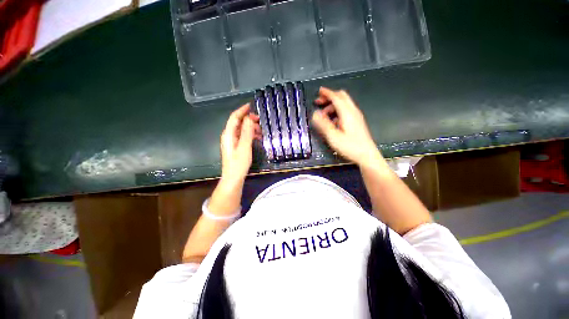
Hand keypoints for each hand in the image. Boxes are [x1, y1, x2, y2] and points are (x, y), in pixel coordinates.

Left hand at [219, 104, 260, 184]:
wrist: (233, 178)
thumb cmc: (238, 163)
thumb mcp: (244, 147)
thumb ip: (247, 132)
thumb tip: (250, 118)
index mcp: (229, 134)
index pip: (234, 117)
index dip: (242, 110)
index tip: (251, 105)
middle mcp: (229, 136)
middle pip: (238, 123)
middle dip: (249, 120)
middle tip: (260, 121)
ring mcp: (232, 142)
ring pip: (242, 130)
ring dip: (251, 128)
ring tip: (261, 131)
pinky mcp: (236, 147)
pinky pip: (243, 137)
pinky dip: (250, 135)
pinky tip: (258, 138)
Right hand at [311, 87, 381, 166]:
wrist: (367, 155)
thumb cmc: (350, 146)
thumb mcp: (333, 136)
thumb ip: (323, 124)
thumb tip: (315, 114)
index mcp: (347, 113)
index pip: (336, 97)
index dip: (327, 93)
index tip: (319, 91)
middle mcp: (353, 111)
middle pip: (342, 97)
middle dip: (330, 97)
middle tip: (319, 101)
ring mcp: (356, 116)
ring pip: (344, 104)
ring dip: (332, 105)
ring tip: (323, 115)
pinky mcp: (357, 122)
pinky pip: (346, 111)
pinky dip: (337, 111)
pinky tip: (332, 121)